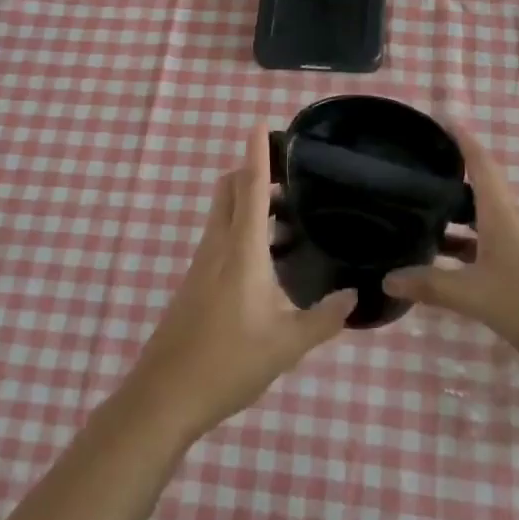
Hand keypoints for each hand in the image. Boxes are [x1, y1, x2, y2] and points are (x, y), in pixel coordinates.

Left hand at [126, 123, 355, 441]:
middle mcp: (218, 248)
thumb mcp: (286, 345)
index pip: (250, 189)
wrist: (164, 396)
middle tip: (289, 174)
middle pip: (228, 191)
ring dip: (248, 202)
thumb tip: (354, 297)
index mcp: (242, 252)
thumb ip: (324, 319)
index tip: (261, 123)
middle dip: (251, 171)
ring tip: (288, 215)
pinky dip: (241, 228)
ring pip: (222, 214)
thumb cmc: (228, 364)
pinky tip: (267, 258)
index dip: (256, 154)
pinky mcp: (195, 283)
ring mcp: (201, 265)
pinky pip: (220, 238)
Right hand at [384, 124, 518, 384]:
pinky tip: (453, 264)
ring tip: (424, 222)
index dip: (462, 139)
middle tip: (415, 179)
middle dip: (451, 182)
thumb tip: (388, 277)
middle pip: (482, 190)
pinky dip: (473, 245)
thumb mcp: (476, 296)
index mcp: (504, 213)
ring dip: (460, 219)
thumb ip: (432, 285)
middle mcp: (518, 220)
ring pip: (488, 220)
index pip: (481, 162)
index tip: (441, 120)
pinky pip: (497, 243)